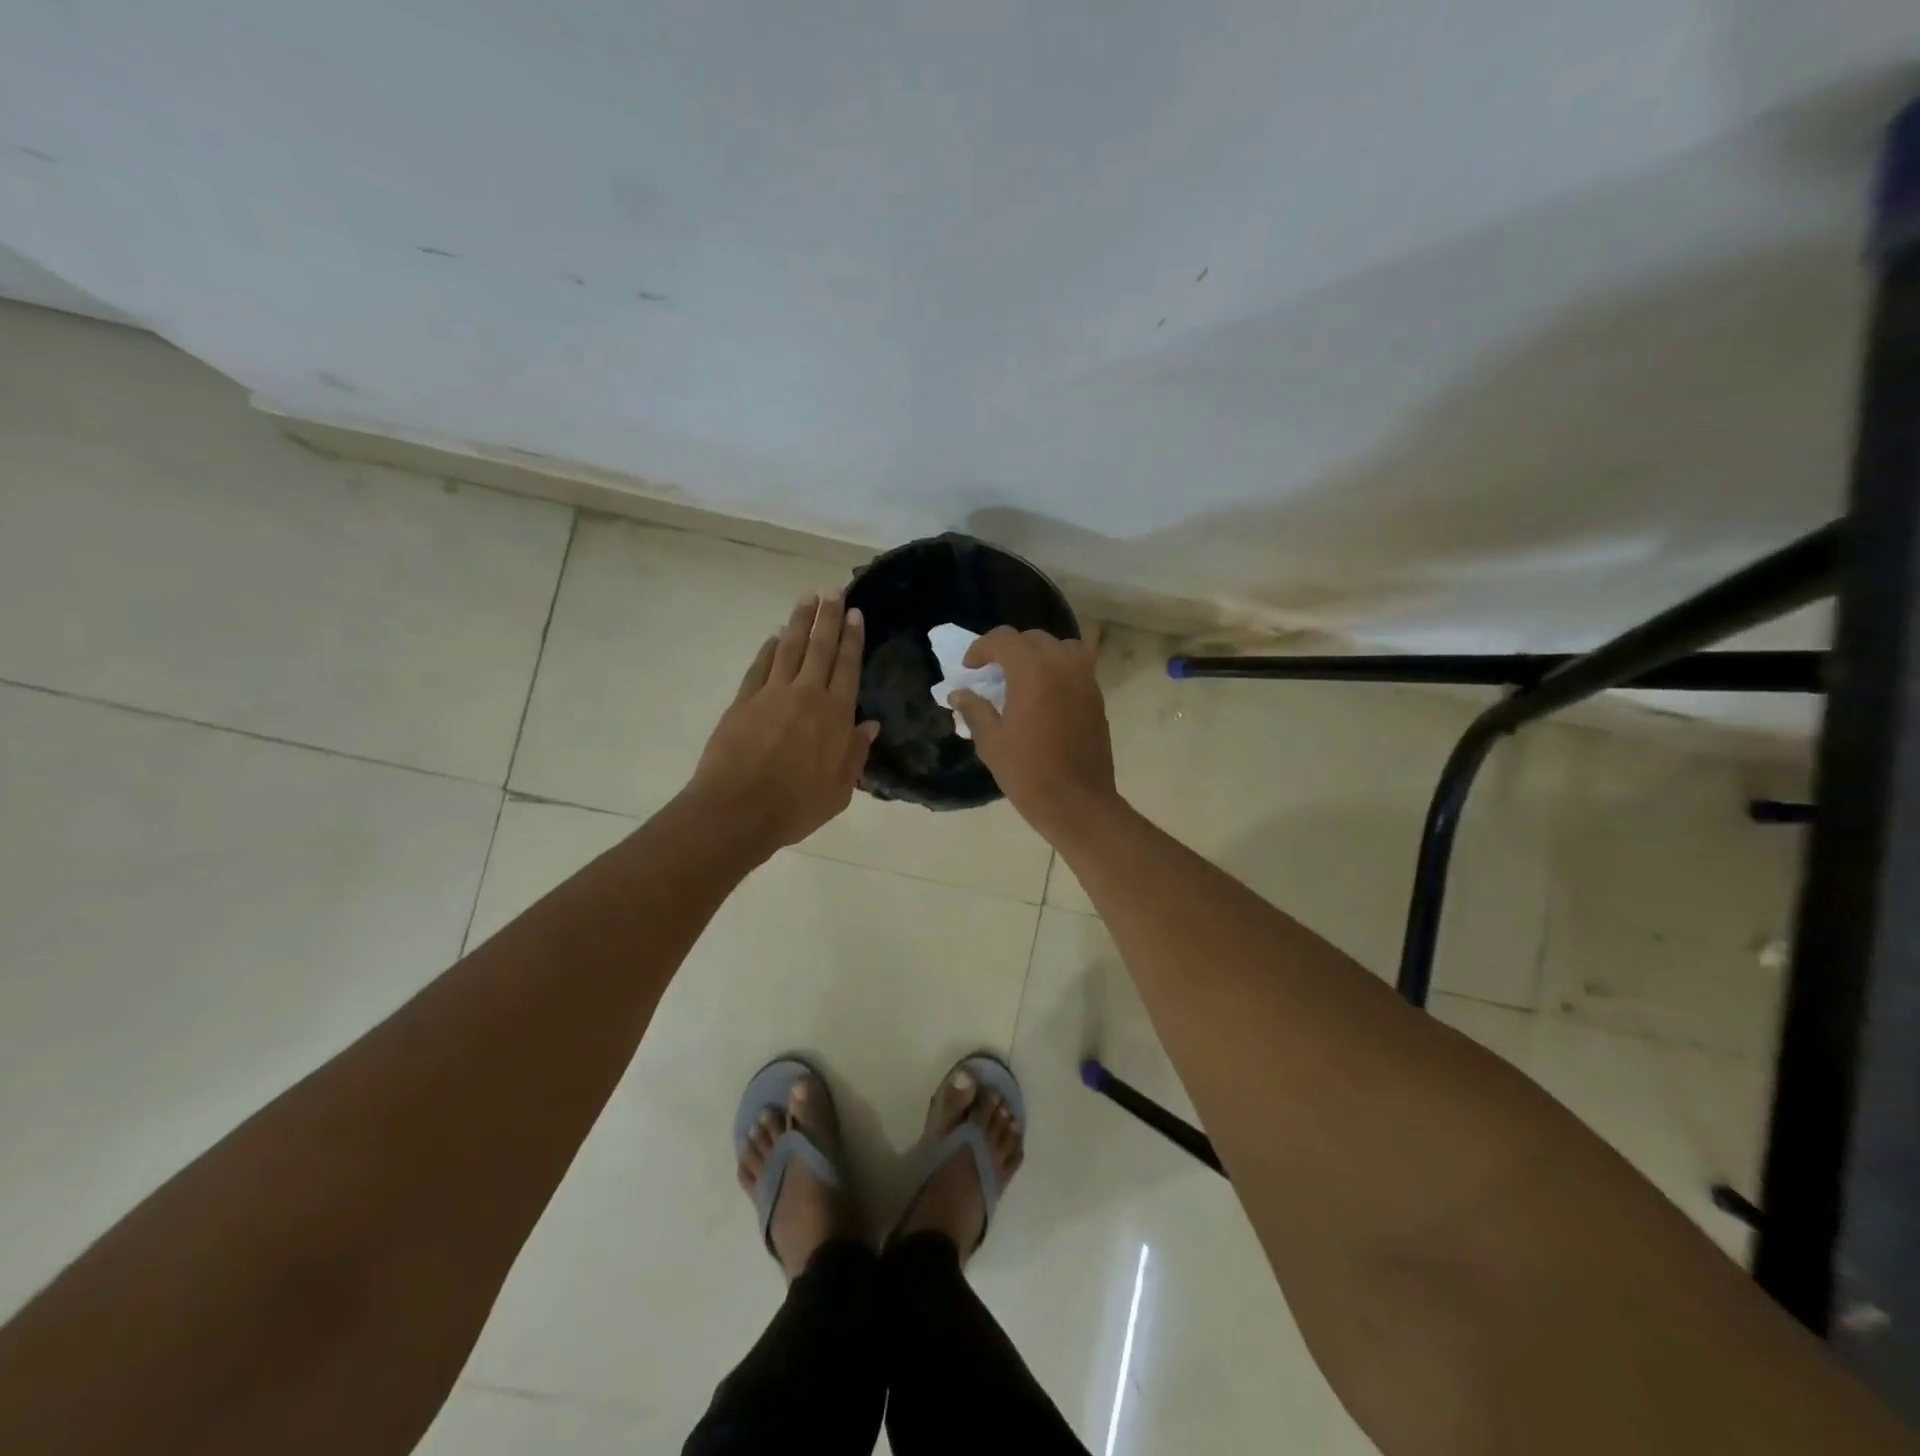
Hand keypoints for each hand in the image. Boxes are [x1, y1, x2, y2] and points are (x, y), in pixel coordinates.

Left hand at [690, 594, 879, 851]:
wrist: (738, 811)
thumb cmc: (796, 806)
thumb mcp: (839, 790)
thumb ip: (855, 754)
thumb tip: (868, 725)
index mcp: (835, 714)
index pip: (847, 666)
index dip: (852, 638)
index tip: (854, 613)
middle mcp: (806, 695)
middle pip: (820, 647)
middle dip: (828, 617)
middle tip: (834, 591)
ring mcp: (771, 694)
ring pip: (789, 648)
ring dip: (799, 621)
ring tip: (808, 598)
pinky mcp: (743, 701)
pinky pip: (760, 666)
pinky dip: (769, 648)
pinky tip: (775, 636)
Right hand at [949, 628, 1118, 839]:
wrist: (1077, 802)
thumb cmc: (1028, 773)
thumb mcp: (991, 742)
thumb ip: (974, 710)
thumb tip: (958, 693)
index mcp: (1032, 671)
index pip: (1004, 639)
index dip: (981, 648)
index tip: (969, 668)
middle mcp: (1062, 665)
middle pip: (1032, 638)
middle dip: (1008, 649)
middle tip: (992, 673)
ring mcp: (1085, 679)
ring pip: (1060, 646)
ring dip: (1038, 654)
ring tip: (1023, 677)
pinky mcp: (1097, 696)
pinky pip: (1078, 665)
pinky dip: (1059, 667)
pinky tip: (1046, 692)